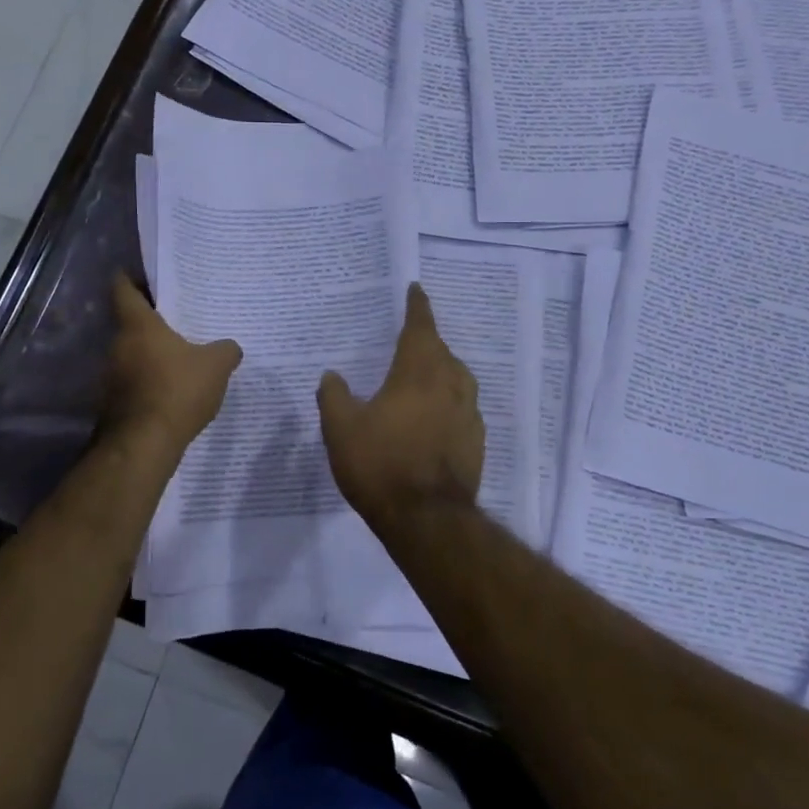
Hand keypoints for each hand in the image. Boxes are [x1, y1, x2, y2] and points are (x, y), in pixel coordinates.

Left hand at [103, 275, 241, 457]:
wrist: (143, 445)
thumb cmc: (177, 391)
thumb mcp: (216, 366)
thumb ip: (225, 350)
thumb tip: (230, 347)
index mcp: (138, 325)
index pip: (123, 289)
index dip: (131, 278)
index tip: (144, 275)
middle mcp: (117, 345)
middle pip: (129, 323)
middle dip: (152, 321)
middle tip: (179, 320)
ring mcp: (110, 376)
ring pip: (131, 354)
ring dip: (150, 354)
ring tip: (180, 357)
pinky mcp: (112, 403)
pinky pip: (133, 382)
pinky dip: (149, 381)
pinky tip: (172, 391)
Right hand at [317, 284, 483, 524]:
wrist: (428, 519)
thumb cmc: (381, 464)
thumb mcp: (341, 429)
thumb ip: (334, 396)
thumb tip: (332, 374)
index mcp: (418, 372)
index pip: (420, 327)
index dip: (417, 306)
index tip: (416, 288)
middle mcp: (450, 385)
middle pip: (442, 352)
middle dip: (427, 341)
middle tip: (409, 340)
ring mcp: (468, 415)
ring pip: (458, 379)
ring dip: (441, 371)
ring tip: (423, 377)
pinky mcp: (476, 443)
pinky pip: (463, 409)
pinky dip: (448, 403)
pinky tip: (434, 418)